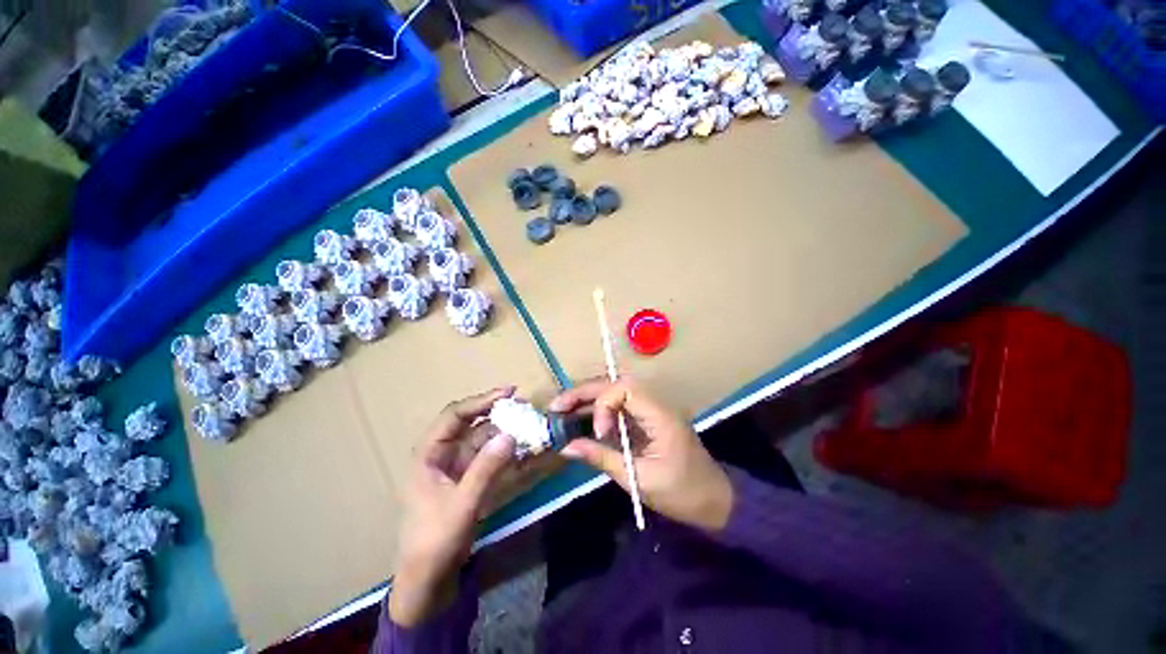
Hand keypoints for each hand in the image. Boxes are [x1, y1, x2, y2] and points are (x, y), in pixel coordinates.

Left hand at [389, 387, 516, 626]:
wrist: (428, 581)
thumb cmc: (435, 541)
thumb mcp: (462, 505)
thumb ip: (486, 469)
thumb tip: (511, 435)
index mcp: (429, 454)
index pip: (454, 415)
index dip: (481, 400)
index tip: (509, 392)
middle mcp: (442, 454)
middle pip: (471, 423)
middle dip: (498, 413)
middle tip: (525, 407)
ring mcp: (457, 466)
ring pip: (483, 438)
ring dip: (505, 431)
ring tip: (530, 426)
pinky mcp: (469, 478)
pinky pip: (489, 456)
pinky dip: (506, 450)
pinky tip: (523, 448)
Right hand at [549, 378, 732, 531]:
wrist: (715, 500)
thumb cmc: (682, 493)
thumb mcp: (639, 479)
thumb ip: (602, 458)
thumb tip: (567, 447)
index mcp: (660, 416)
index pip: (625, 389)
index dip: (604, 405)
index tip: (599, 432)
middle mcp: (655, 405)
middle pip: (616, 384)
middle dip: (585, 392)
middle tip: (557, 406)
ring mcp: (650, 410)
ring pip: (615, 392)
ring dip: (589, 398)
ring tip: (562, 409)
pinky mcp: (646, 419)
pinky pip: (619, 406)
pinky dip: (598, 410)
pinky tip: (580, 418)